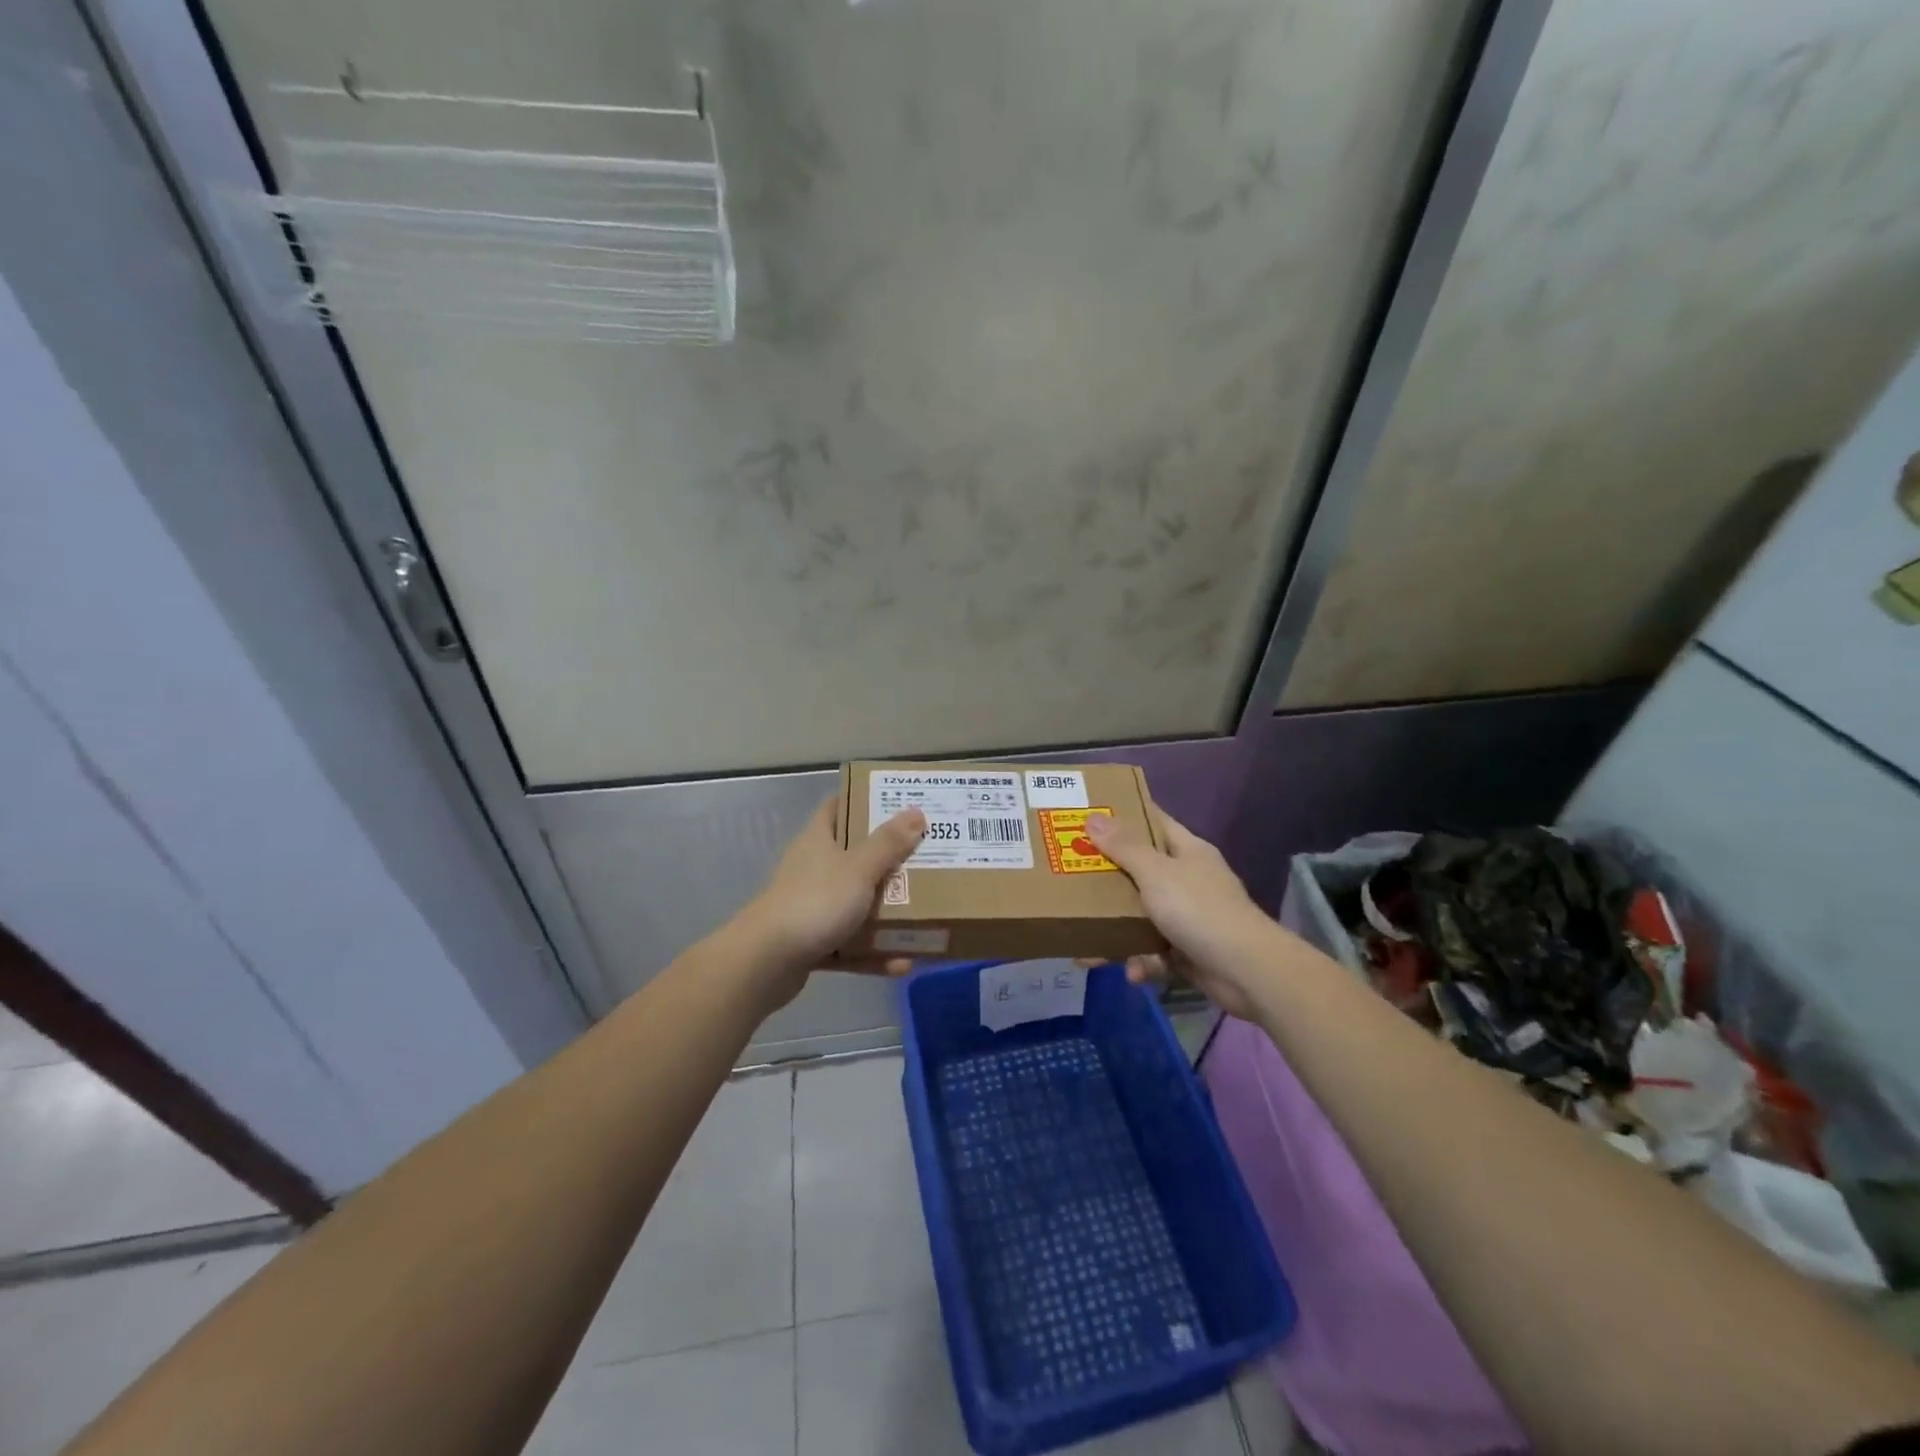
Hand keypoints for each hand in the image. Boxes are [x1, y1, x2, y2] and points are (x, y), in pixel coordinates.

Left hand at [735, 797, 925, 1001]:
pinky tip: (902, 963)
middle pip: (853, 856)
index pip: (837, 808)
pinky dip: (874, 952)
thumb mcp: (858, 868)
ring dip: (885, 910)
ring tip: (922, 912)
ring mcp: (811, 907)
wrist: (765, 963)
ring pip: (854, 902)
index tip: (897, 802)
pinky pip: (850, 944)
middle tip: (924, 855)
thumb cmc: (815, 902)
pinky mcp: (812, 942)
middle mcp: (813, 869)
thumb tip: (916, 811)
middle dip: (887, 858)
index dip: (863, 800)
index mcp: (818, 841)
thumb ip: (888, 843)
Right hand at [1084, 808, 1276, 1019]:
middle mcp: (1189, 879)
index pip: (1154, 822)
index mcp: (1187, 851)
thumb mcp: (1156, 873)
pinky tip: (1132, 972)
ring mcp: (1190, 916)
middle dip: (1109, 878)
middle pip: (1142, 870)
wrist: (1247, 971)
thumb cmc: (1199, 910)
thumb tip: (1093, 817)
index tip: (1090, 816)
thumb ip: (1124, 847)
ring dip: (1119, 931)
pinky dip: (1142, 961)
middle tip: (1073, 877)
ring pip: (1144, 915)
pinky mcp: (1189, 951)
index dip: (1125, 816)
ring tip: (1088, 944)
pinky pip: (1155, 951)